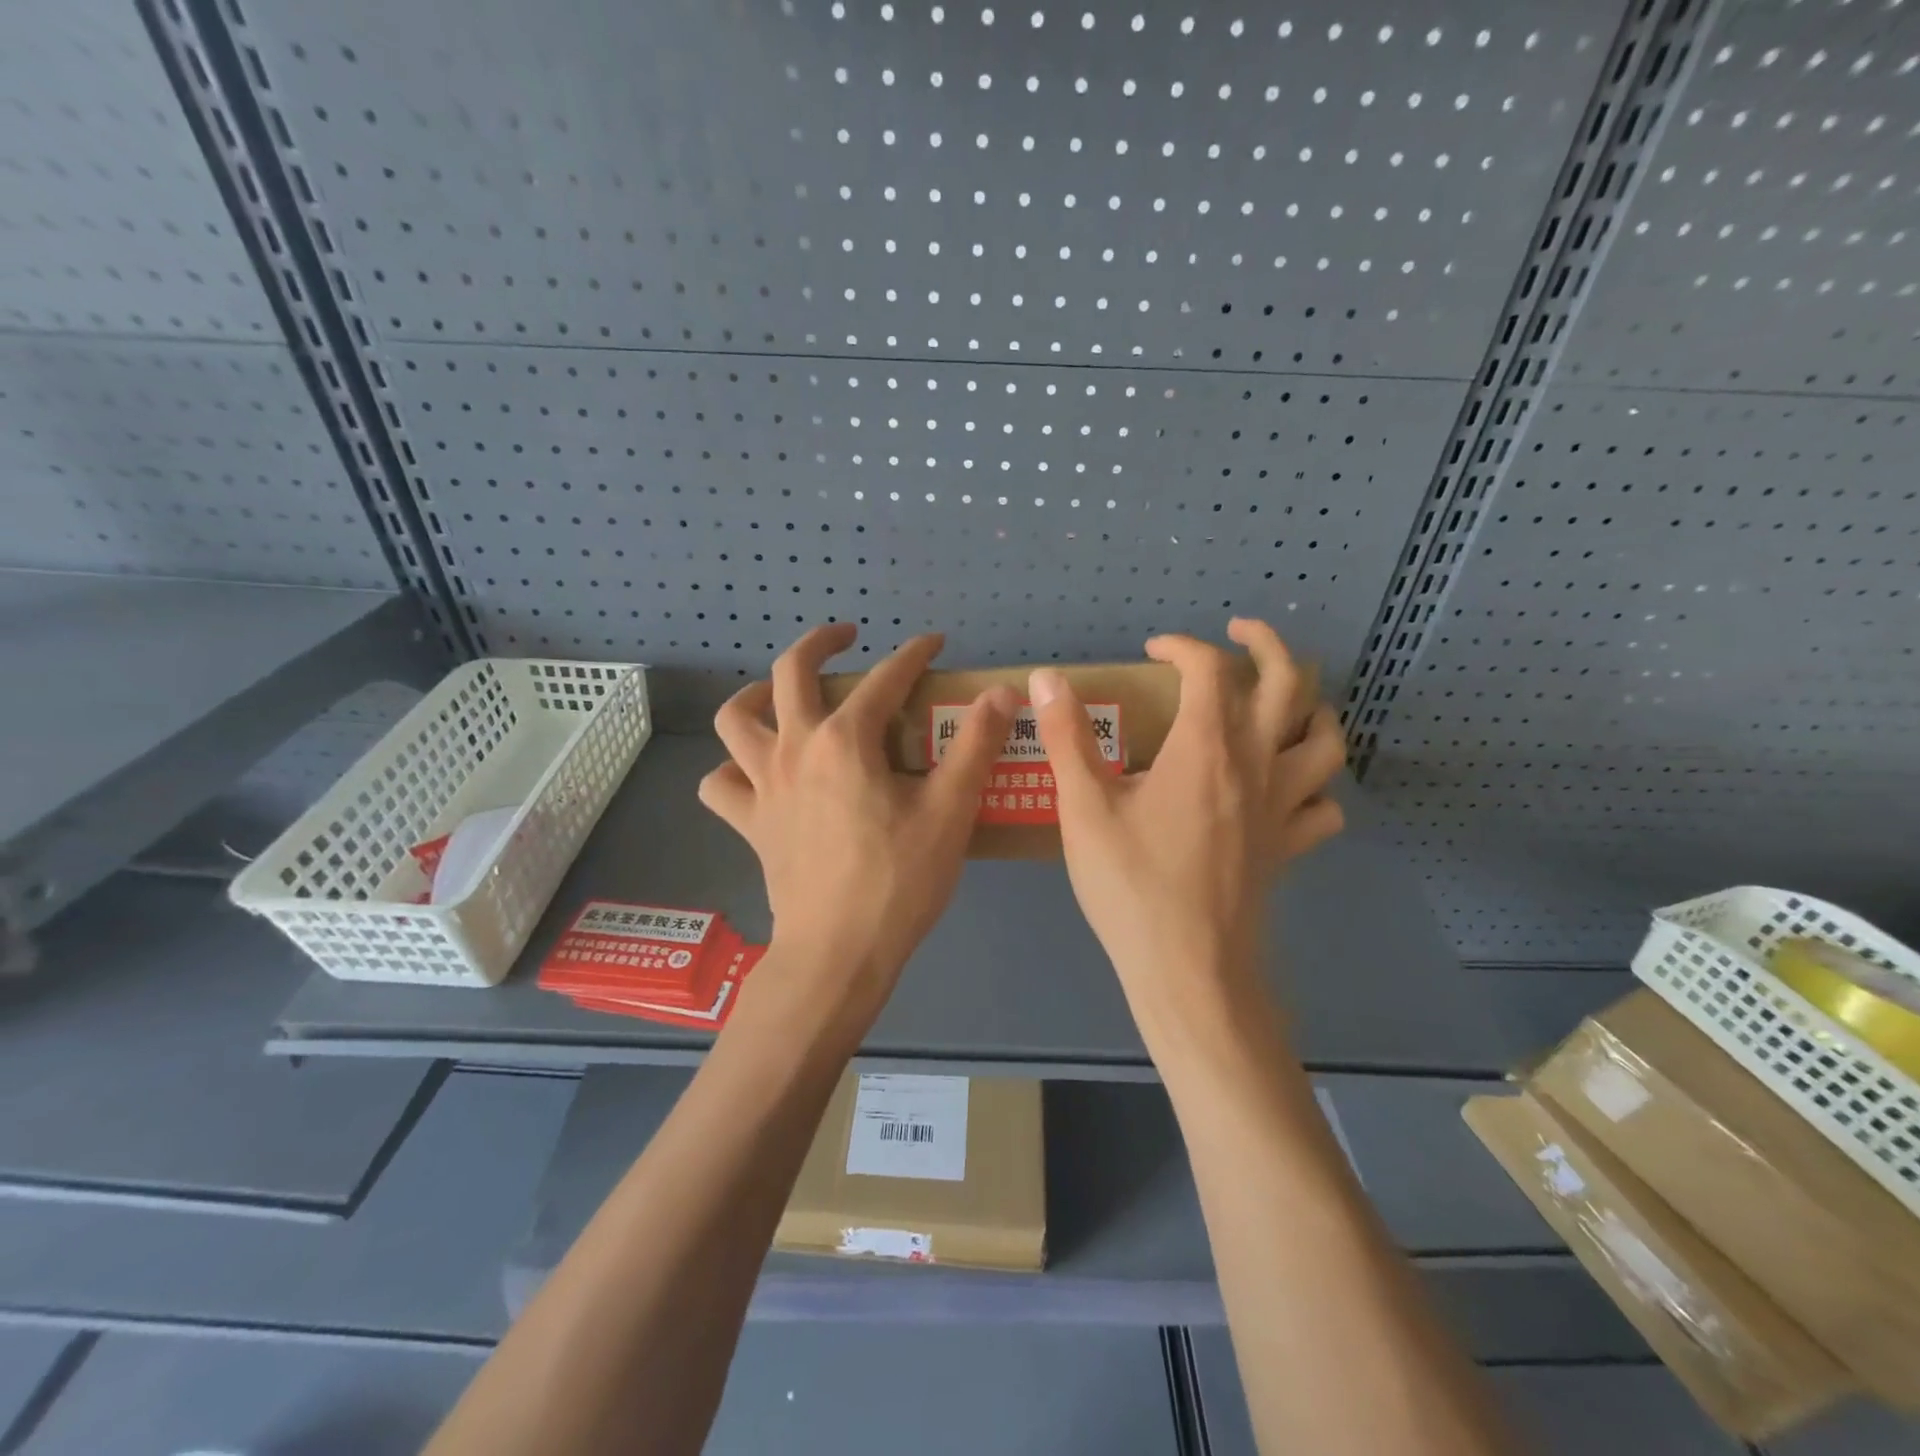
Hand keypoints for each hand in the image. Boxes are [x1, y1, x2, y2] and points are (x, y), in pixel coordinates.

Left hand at [699, 624, 1016, 1028]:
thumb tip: (1002, 693)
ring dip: (756, 696)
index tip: (934, 644)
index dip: (914, 653)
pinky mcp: (750, 823)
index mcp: (846, 740)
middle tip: (847, 638)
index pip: (885, 678)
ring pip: (735, 720)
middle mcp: (796, 749)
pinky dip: (731, 771)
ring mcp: (763, 786)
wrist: (838, 953)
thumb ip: (976, 745)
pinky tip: (755, 774)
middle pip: (791, 672)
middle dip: (821, 642)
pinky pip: (721, 785)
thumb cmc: (899, 881)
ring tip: (781, 696)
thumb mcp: (951, 811)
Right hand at [1030, 619, 1346, 1048]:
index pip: (1209, 670)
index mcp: (1206, 748)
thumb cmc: (1131, 886)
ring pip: (1325, 739)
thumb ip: (1066, 738)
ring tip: (1286, 698)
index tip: (1153, 651)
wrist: (1188, 969)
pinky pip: (1323, 805)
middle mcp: (1256, 765)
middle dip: (1266, 644)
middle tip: (1240, 633)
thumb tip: (1046, 678)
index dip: (1182, 647)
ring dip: (1312, 706)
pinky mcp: (1289, 847)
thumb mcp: (1084, 809)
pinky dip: (1315, 784)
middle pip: (1289, 684)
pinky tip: (1290, 787)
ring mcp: (1282, 808)